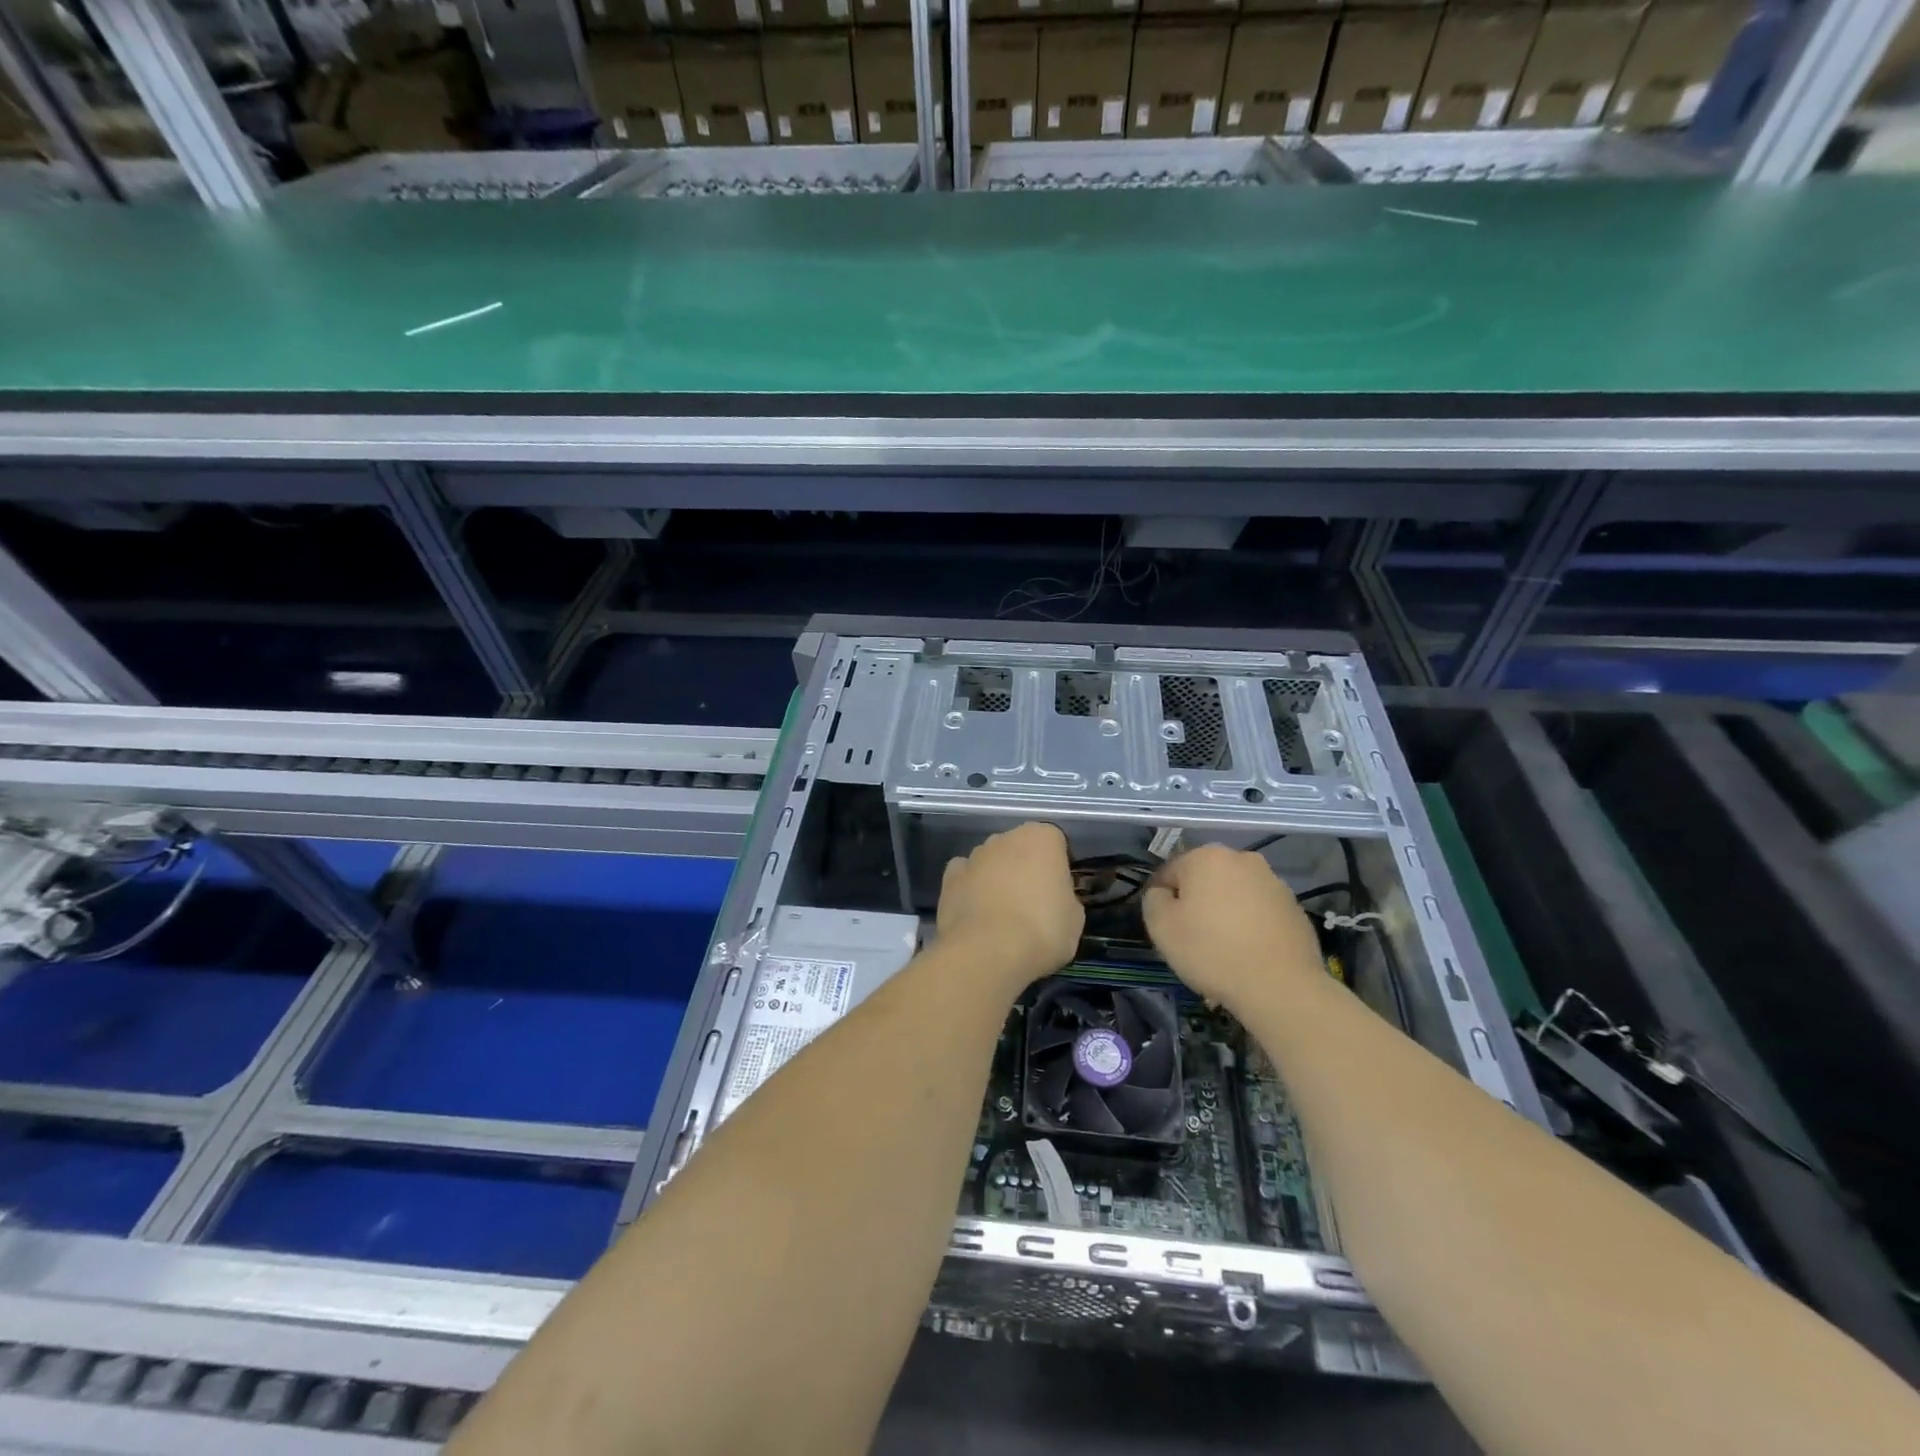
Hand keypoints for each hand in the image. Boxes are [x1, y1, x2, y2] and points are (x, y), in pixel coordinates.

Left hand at [936, 822, 1082, 990]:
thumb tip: (1055, 899)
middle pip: (1020, 848)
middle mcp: (1005, 838)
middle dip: (1025, 868)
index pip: (1055, 842)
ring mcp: (974, 855)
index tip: (1059, 892)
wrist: (986, 952)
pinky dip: (970, 888)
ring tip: (1002, 915)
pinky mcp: (949, 877)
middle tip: (1033, 904)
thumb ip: (1066, 898)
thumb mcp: (1075, 919)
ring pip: (991, 861)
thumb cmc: (1042, 930)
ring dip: (997, 878)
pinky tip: (976, 913)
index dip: (1058, 867)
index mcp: (1041, 838)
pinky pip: (965, 876)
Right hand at [1143, 845, 1323, 1009]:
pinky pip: (1260, 912)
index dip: (1163, 900)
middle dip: (1197, 903)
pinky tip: (1249, 953)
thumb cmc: (1212, 951)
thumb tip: (1165, 893)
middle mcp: (1242, 859)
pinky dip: (1250, 925)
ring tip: (1224, 949)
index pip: (1170, 872)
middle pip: (1205, 880)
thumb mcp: (1160, 926)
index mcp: (1207, 857)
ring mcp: (1273, 882)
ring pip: (1234, 894)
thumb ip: (1153, 899)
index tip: (1167, 928)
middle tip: (1193, 938)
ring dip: (1225, 912)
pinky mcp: (1294, 908)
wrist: (1281, 987)